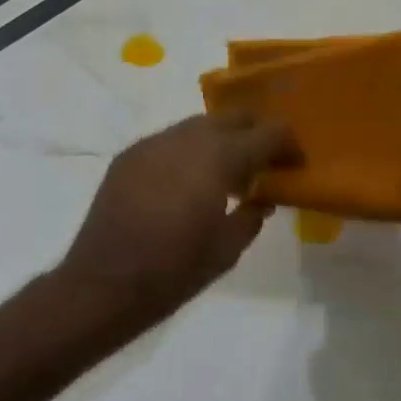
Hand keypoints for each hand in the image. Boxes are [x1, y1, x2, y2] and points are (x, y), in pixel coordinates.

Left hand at [59, 113, 298, 327]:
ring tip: (224, 175)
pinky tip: (186, 182)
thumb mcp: (227, 250)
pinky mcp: (129, 155)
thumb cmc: (174, 270)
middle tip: (263, 164)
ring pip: (198, 125)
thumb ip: (251, 216)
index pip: (267, 133)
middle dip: (254, 134)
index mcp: (218, 158)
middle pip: (232, 117)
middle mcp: (186, 138)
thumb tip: (261, 199)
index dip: (288, 145)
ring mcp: (153, 143)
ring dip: (219, 141)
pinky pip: (169, 141)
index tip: (295, 165)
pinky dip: (188, 152)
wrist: (104, 282)